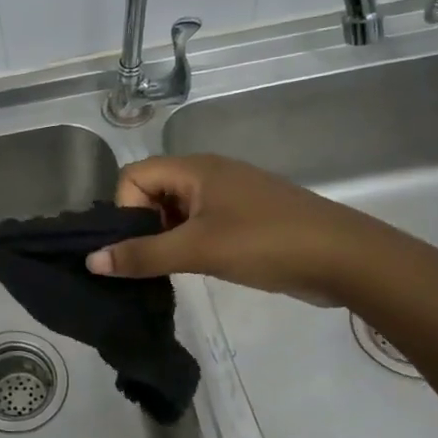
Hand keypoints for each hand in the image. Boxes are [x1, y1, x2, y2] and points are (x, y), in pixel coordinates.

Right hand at [85, 153, 383, 305]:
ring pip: (175, 210)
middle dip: (143, 226)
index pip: (133, 176)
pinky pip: (199, 223)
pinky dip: (188, 242)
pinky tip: (199, 267)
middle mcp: (208, 174)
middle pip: (151, 191)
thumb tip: (91, 261)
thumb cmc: (266, 243)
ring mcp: (229, 195)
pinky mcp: (244, 217)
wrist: (346, 258)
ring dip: (166, 237)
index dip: (126, 210)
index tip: (142, 243)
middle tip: (155, 260)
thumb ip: (142, 255)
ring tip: (176, 268)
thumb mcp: (197, 250)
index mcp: (195, 169)